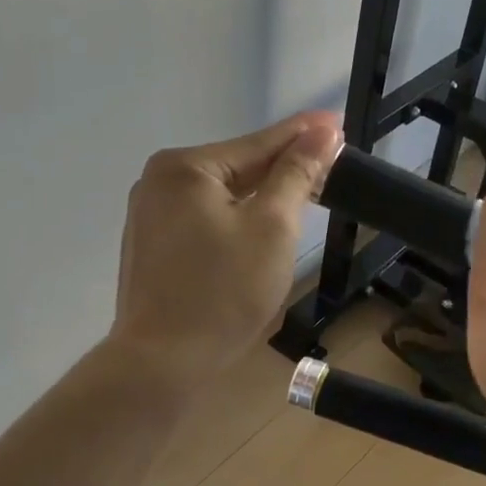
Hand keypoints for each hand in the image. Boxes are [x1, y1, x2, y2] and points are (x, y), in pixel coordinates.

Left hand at [108, 111, 342, 383]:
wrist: (162, 363)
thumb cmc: (224, 293)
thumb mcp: (272, 227)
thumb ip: (296, 174)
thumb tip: (322, 131)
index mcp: (185, 167)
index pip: (258, 144)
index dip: (304, 136)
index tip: (337, 123)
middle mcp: (158, 181)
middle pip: (237, 168)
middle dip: (283, 169)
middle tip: (330, 164)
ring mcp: (149, 215)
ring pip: (221, 196)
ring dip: (261, 196)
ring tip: (304, 192)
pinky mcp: (151, 247)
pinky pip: (204, 219)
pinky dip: (235, 219)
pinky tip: (260, 226)